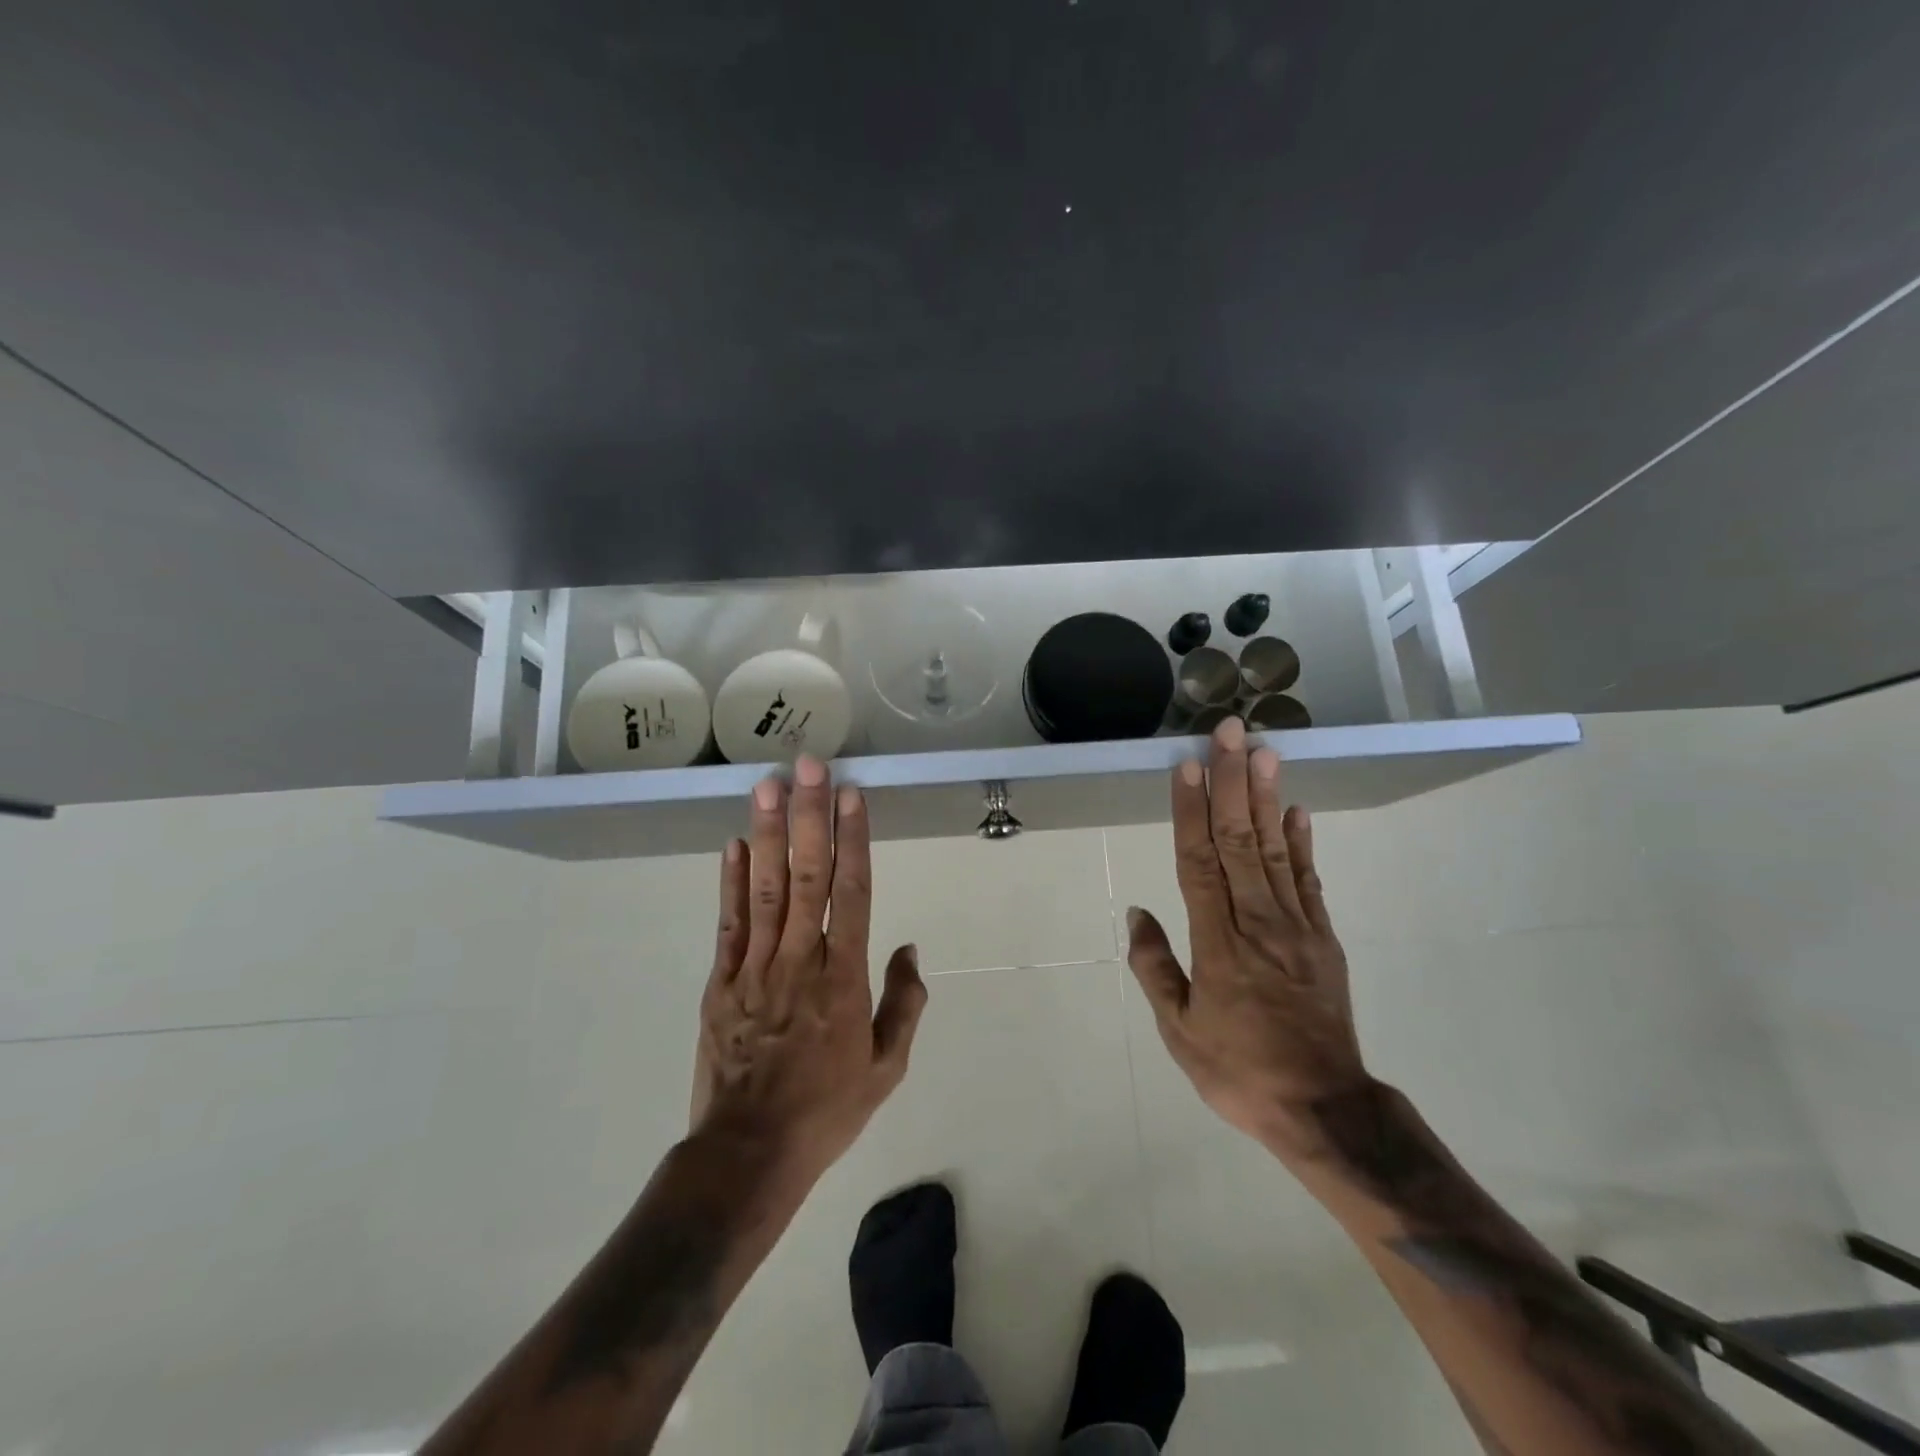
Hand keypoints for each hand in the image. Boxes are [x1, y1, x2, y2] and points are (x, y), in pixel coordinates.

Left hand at [690, 755, 926, 1188]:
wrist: (749, 1154)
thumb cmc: (827, 1109)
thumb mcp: (887, 1067)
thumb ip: (904, 1004)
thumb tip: (909, 950)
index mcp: (844, 978)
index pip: (853, 893)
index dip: (853, 840)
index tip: (852, 796)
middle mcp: (800, 960)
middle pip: (807, 876)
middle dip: (809, 816)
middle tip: (809, 766)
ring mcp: (754, 969)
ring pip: (764, 889)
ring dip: (768, 834)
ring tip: (768, 786)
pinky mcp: (720, 983)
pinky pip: (728, 924)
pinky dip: (730, 882)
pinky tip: (733, 844)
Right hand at [1125, 718, 1370, 1162]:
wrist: (1324, 1109)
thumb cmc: (1239, 1071)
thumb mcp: (1179, 1032)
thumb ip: (1155, 968)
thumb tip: (1138, 913)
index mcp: (1218, 945)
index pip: (1198, 863)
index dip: (1190, 812)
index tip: (1186, 767)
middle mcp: (1258, 924)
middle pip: (1241, 841)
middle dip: (1232, 783)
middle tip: (1230, 733)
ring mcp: (1297, 929)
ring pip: (1277, 851)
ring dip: (1267, 798)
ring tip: (1264, 752)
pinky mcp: (1324, 939)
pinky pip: (1310, 881)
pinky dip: (1304, 843)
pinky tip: (1297, 810)